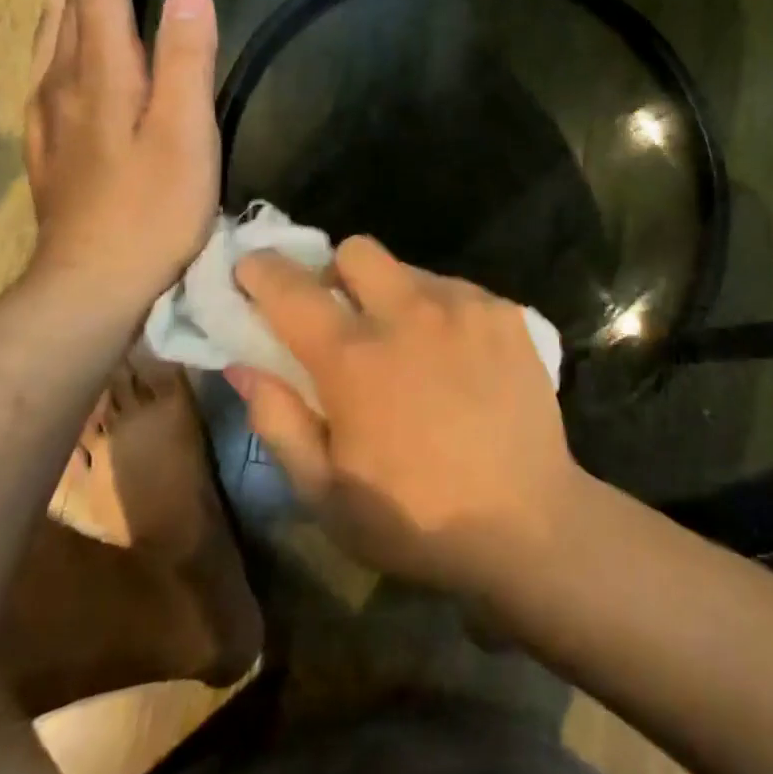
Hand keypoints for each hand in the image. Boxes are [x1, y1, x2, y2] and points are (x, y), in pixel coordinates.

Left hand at [24, 0, 218, 315]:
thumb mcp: (184, 133)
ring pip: (50, 33)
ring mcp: (49, 115)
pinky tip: (59, 43)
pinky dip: (56, 33)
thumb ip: (185, 58)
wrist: (91, 283)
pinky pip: (46, 66)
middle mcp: (64, 82)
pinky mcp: (49, 144)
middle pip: (66, 3)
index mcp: (101, 73)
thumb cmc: (152, 209)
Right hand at [225, 238, 581, 592]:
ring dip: (393, 297)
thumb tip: (243, 364)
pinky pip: (456, 289)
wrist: (529, 523)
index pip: (291, 288)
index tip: (252, 271)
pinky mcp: (507, 313)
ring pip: (410, 269)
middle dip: (336, 273)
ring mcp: (465, 306)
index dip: (262, 271)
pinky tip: (456, 358)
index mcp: (355, 359)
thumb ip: (277, 421)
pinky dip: (441, 311)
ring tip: (410, 348)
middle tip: (343, 318)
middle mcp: (410, 313)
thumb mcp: (326, 494)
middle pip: (356, 250)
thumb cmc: (417, 518)